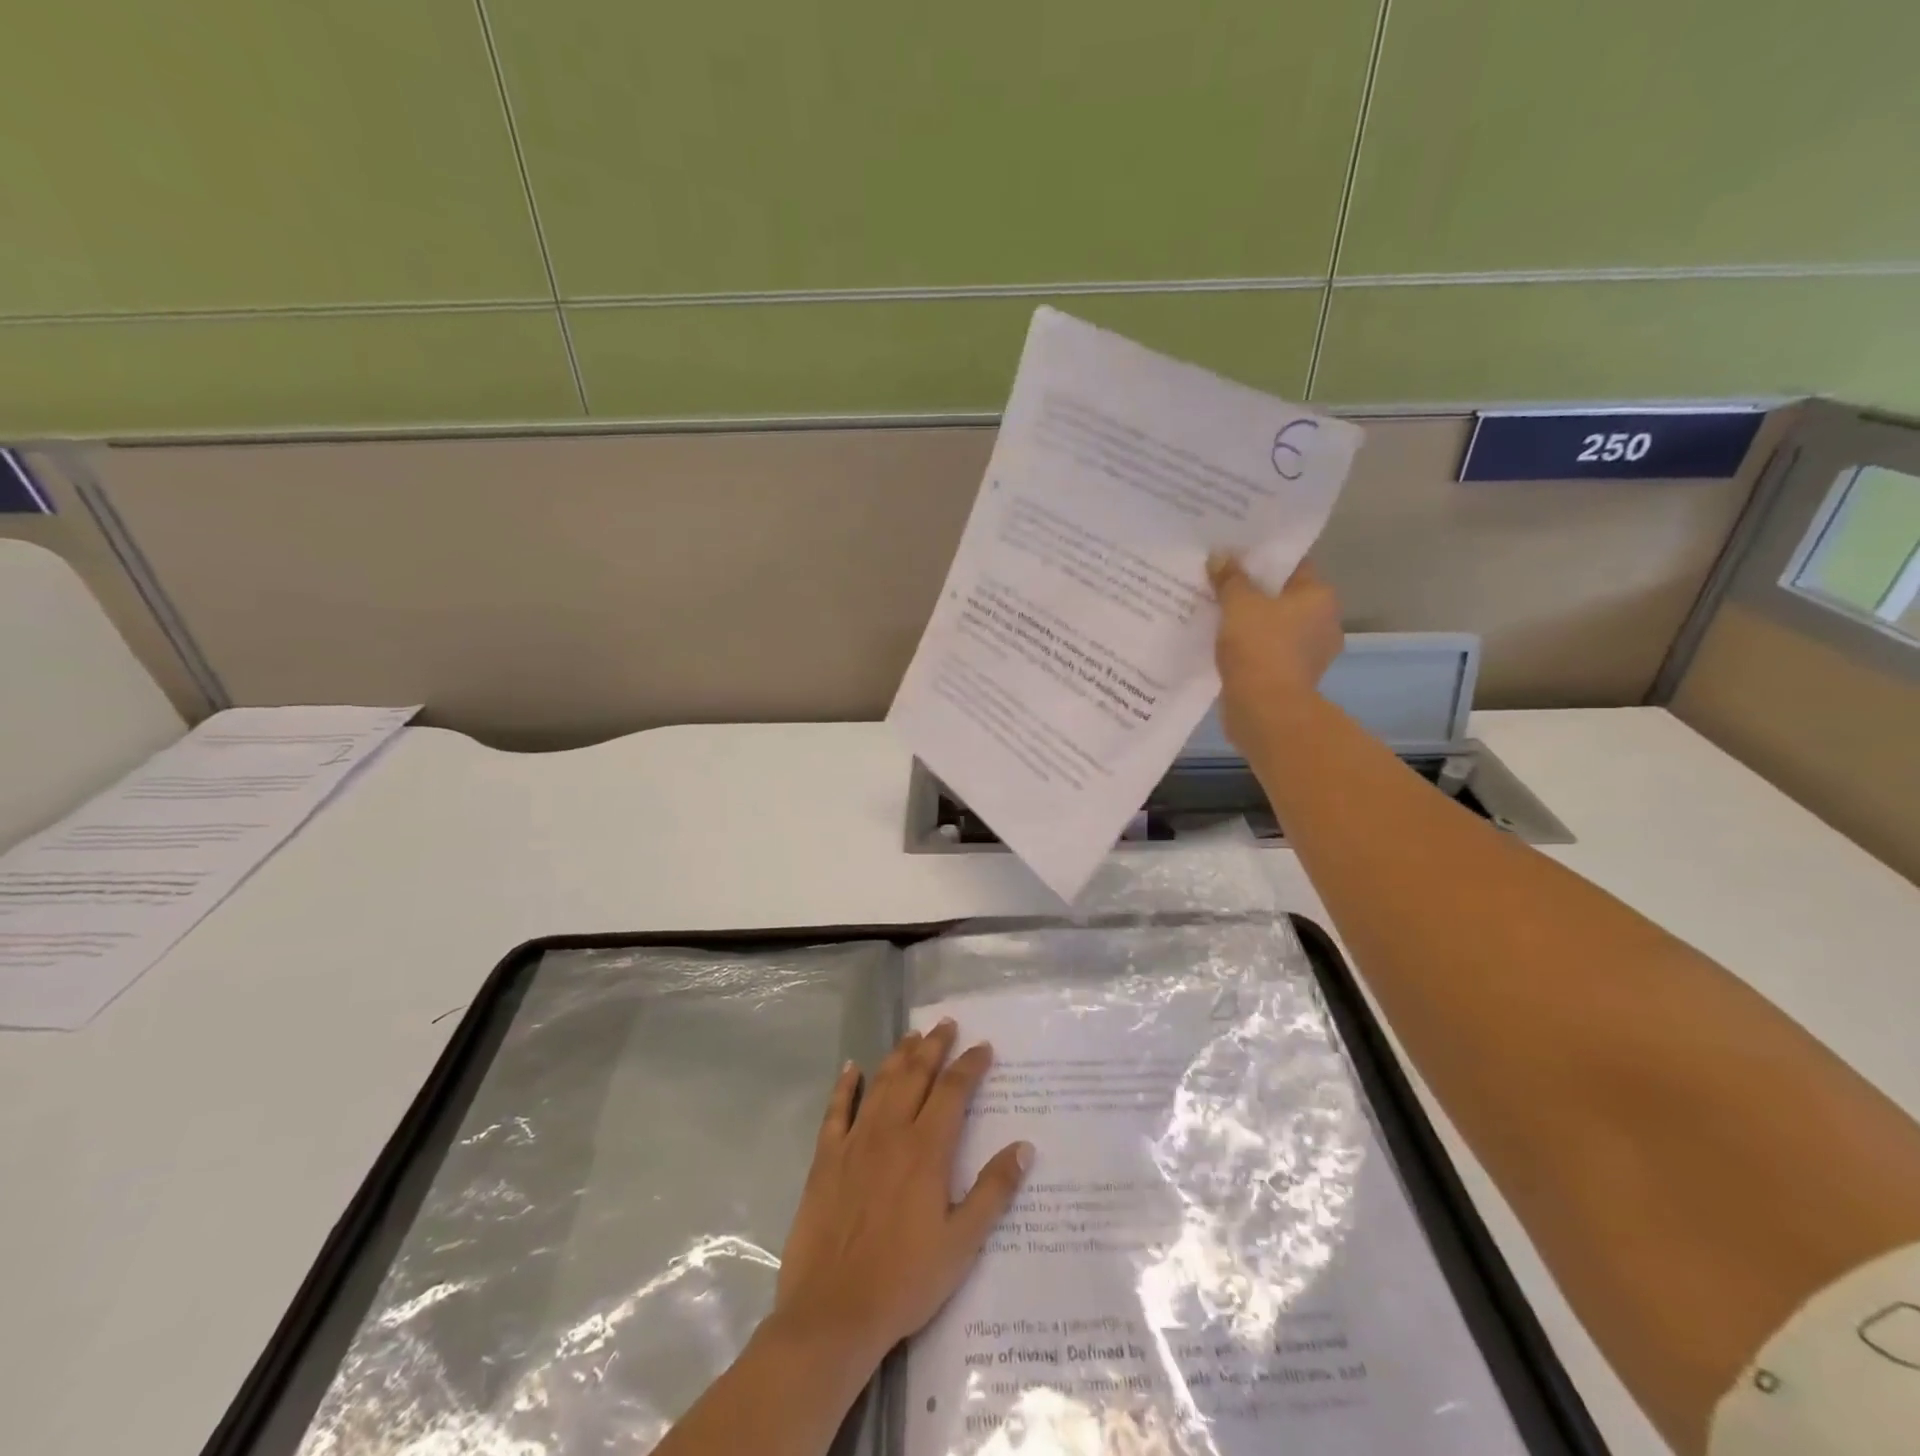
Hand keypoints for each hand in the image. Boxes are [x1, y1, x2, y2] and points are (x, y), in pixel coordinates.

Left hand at [772, 1021, 1031, 1371]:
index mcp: (926, 1150)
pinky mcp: (826, 1158)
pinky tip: (852, 1067)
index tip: (983, 1046)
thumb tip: (1024, 1147)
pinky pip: (836, 1110)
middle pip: (916, 1075)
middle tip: (947, 1024)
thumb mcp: (962, 1244)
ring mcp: (854, 1141)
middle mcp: (891, 1132)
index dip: (970, 1065)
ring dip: (899, 1055)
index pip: (953, 1091)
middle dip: (934, 1046)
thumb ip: (993, 1191)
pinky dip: (846, 1085)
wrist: (833, 1313)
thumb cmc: (905, 1281)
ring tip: (913, 1035)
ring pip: (881, 1083)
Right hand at [1207, 555, 1343, 751]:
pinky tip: (1223, 645)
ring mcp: (1310, 654)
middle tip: (1220, 583)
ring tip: (1216, 614)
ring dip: (1250, 623)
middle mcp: (1323, 622)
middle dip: (1254, 592)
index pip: (1293, 565)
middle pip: (1283, 597)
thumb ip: (1230, 578)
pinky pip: (1267, 652)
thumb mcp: (1238, 604)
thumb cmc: (1260, 648)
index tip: (1236, 556)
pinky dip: (1249, 648)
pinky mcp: (1291, 679)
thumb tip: (1220, 556)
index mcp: (1320, 596)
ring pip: (1274, 627)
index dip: (1264, 559)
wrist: (1266, 711)